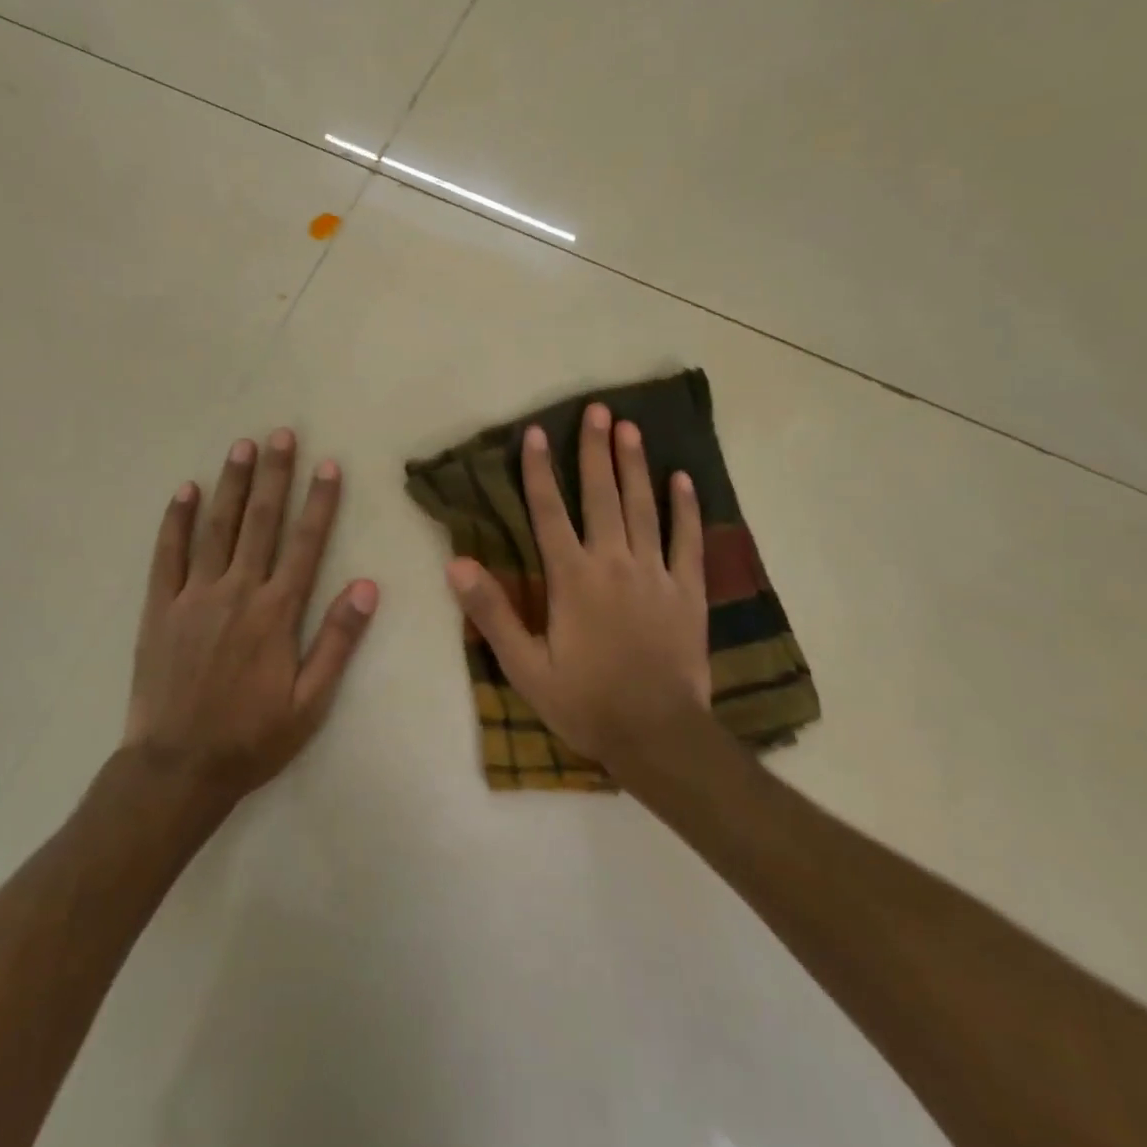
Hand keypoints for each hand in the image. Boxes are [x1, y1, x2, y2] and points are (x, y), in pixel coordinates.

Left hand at [125, 429, 378, 800]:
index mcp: (277, 613)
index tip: (328, 465)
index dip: (320, 502)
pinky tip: (185, 490)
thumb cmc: (252, 737)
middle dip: (274, 475)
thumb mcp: (311, 702)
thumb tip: (368, 586)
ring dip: (231, 484)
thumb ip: (338, 641)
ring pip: (217, 528)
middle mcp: (238, 592)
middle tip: (280, 434)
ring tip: (241, 446)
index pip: (306, 544)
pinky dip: (176, 520)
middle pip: (260, 522)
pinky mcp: (161, 607)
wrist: (178, 769)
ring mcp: (195, 596)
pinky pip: (168, 554)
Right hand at [445, 403, 710, 772]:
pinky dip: (685, 508)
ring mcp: (655, 574)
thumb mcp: (525, 667)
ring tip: (631, 428)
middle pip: (601, 496)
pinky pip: (687, 540)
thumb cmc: (585, 702)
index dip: (538, 471)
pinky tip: (683, 479)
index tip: (535, 433)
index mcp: (572, 579)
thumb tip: (458, 564)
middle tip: (597, 410)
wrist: (658, 736)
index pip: (549, 512)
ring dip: (635, 466)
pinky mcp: (688, 591)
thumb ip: (492, 613)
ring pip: (643, 508)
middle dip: (595, 451)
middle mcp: (613, 563)